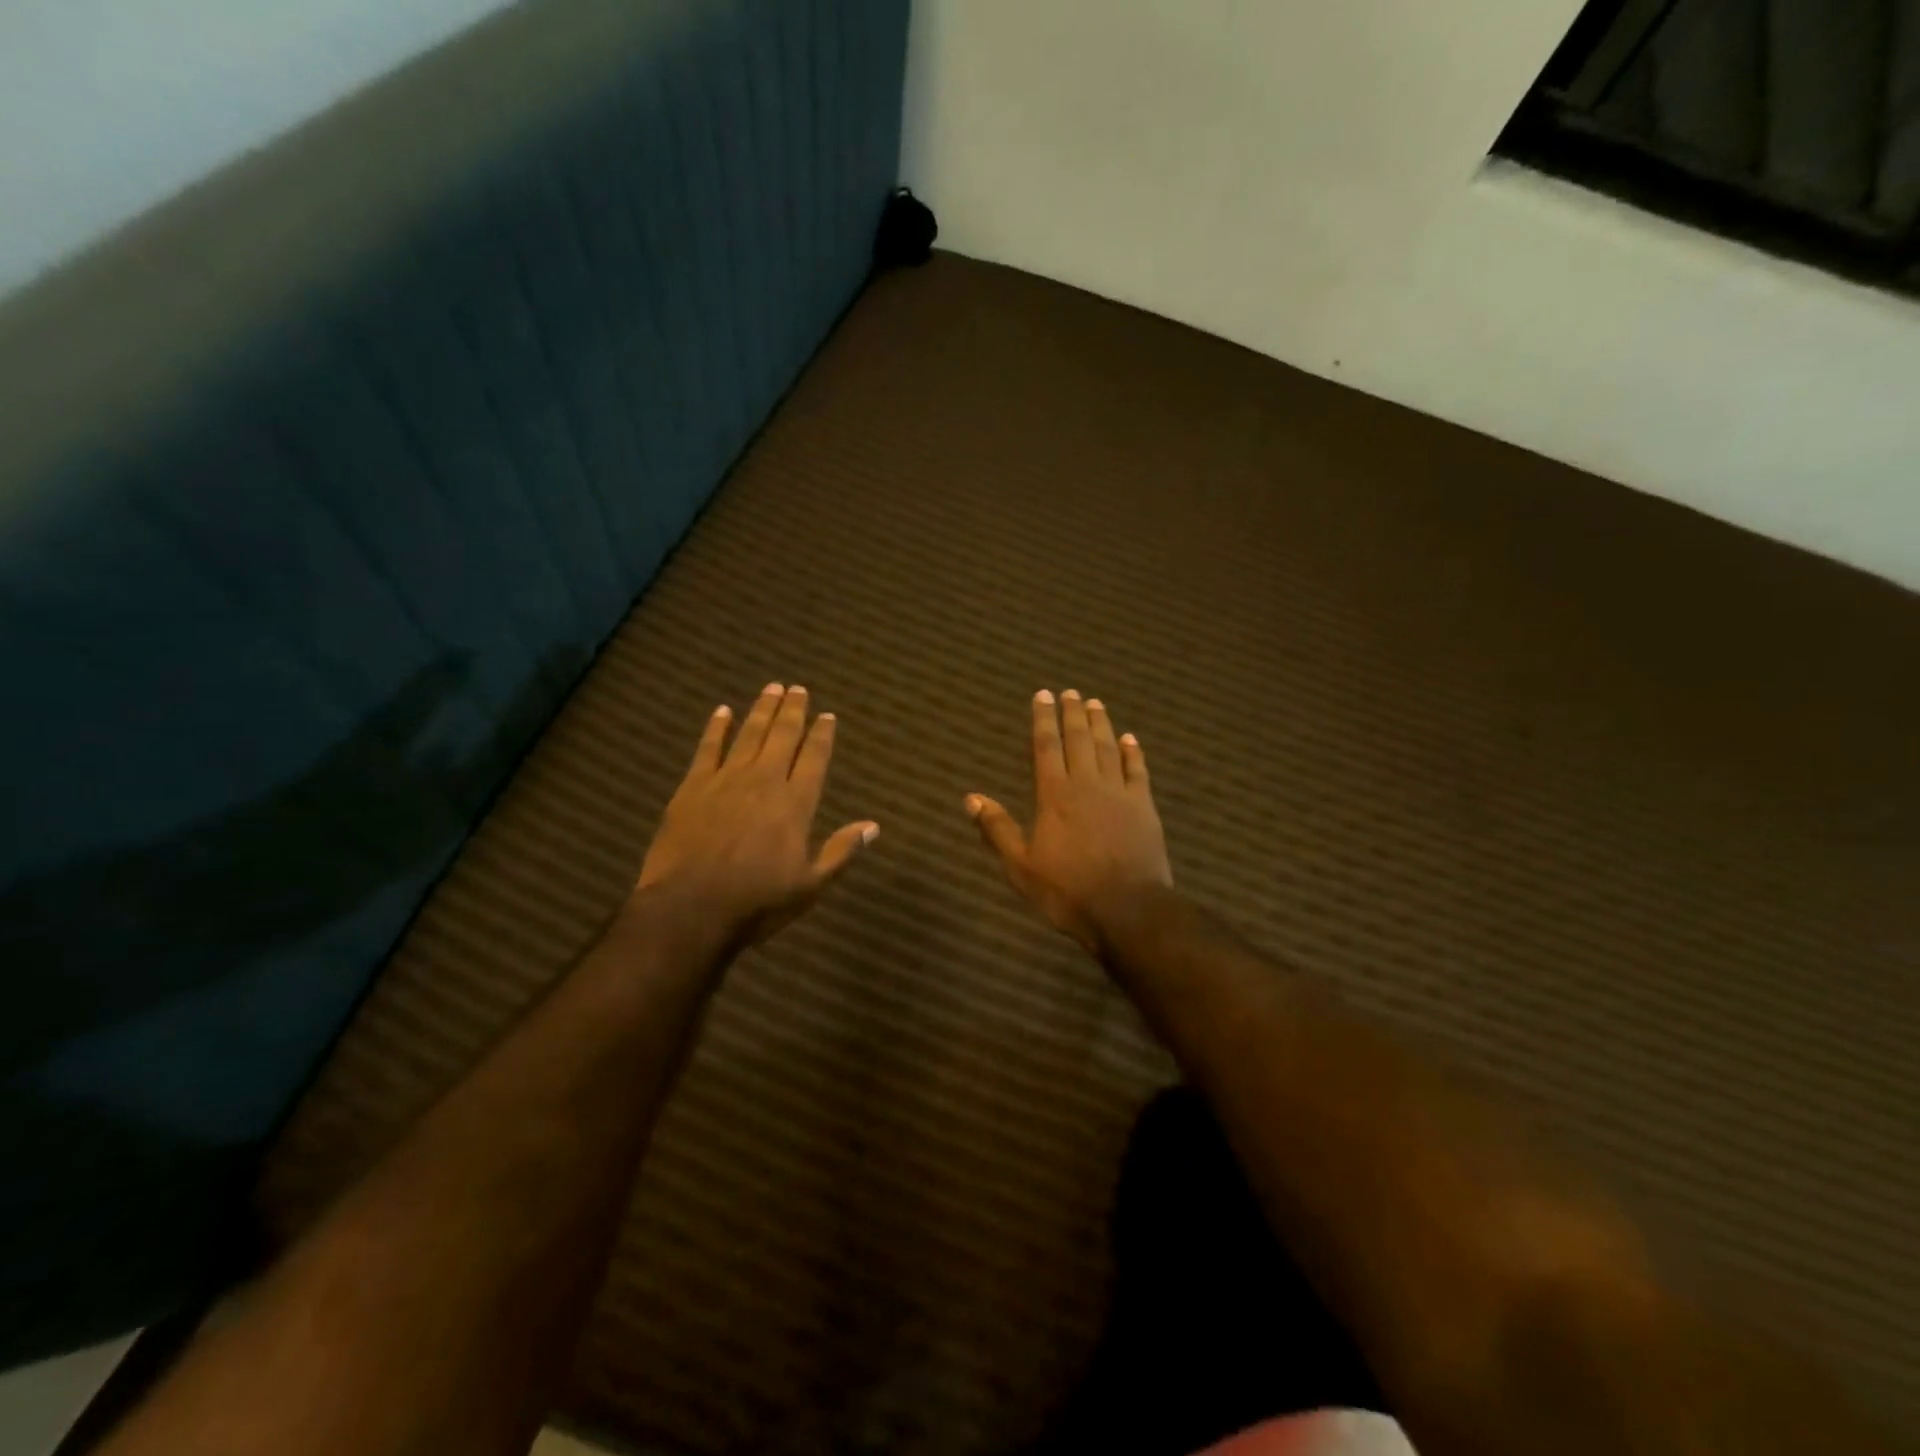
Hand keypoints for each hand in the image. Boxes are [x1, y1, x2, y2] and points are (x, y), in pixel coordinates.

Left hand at [637, 684, 877, 944]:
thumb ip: (841, 851)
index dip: (822, 735)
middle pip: (782, 737)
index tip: (827, 715)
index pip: (814, 758)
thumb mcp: (810, 885)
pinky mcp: (693, 787)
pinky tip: (722, 711)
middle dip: (793, 711)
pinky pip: (707, 748)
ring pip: (748, 735)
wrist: (690, 909)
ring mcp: (726, 780)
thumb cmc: (757, 902)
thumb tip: (873, 825)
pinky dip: (716, 728)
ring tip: (772, 688)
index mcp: (795, 803)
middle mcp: (764, 781)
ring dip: (762, 710)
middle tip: (798, 689)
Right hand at [965, 689, 1171, 953]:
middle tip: (1071, 692)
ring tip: (1096, 704)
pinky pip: (1138, 771)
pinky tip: (1130, 739)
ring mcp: (1119, 794)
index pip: (1046, 747)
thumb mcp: (1021, 866)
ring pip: (1108, 749)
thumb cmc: (1067, 890)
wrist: (1127, 909)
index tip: (1043, 695)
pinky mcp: (1144, 808)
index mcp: (1054, 795)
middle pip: (1079, 740)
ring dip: (1101, 724)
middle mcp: (1087, 784)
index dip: (1043, 719)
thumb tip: (971, 798)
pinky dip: (1133, 753)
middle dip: (1073, 713)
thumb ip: (998, 829)